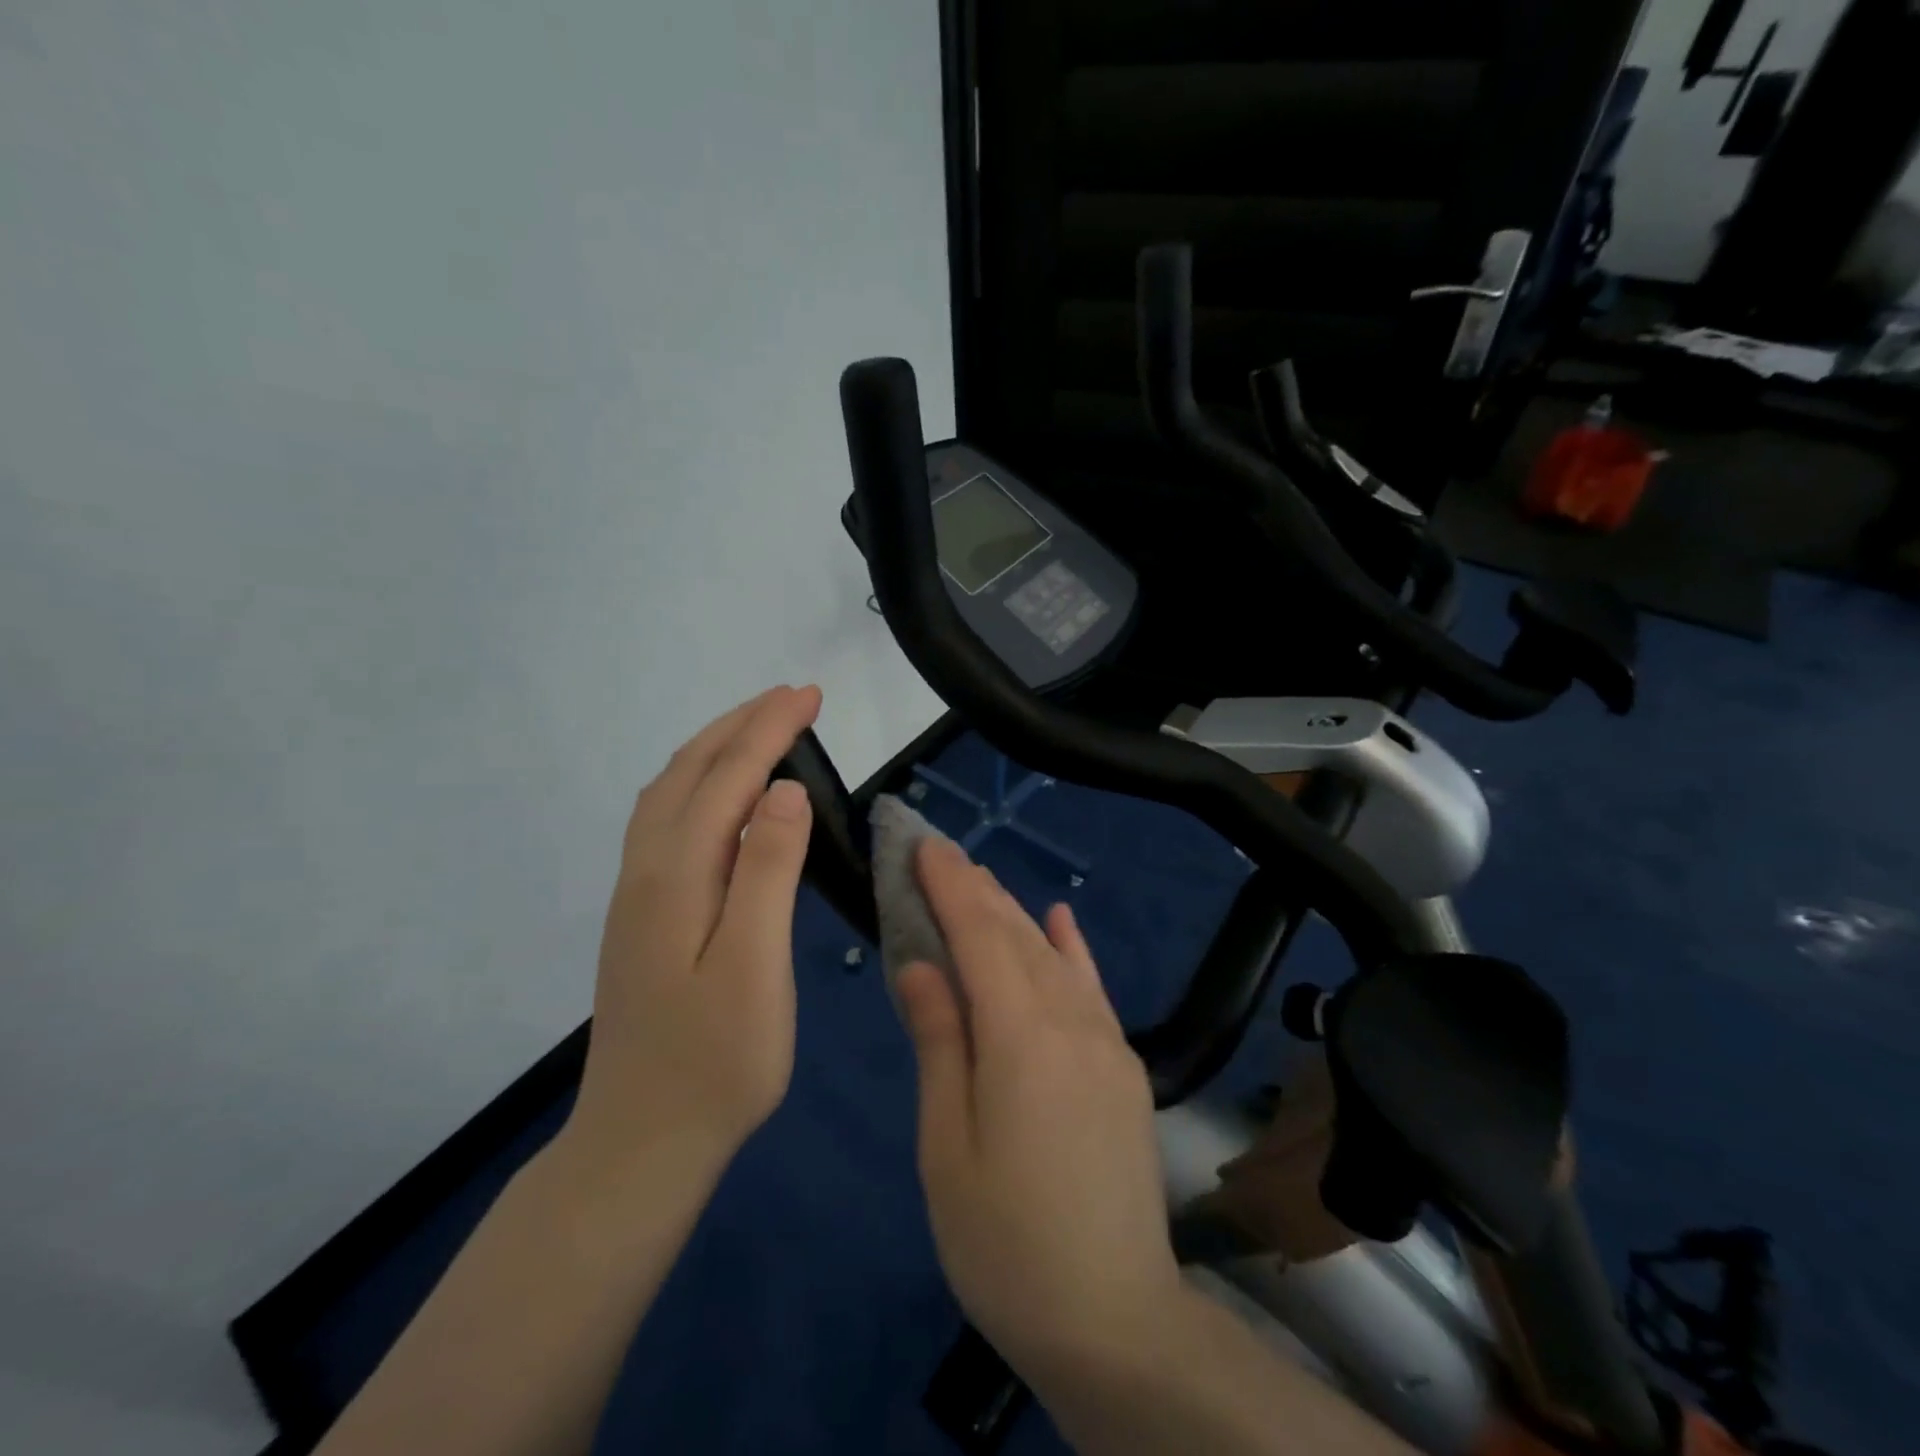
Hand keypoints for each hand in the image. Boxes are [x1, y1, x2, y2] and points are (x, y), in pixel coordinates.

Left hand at [567, 684, 821, 1184]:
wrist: (641, 1141)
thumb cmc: (717, 1062)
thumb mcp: (756, 968)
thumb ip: (768, 873)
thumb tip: (785, 790)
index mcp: (677, 877)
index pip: (729, 779)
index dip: (770, 731)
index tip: (810, 695)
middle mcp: (647, 871)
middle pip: (689, 772)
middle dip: (741, 725)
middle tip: (792, 697)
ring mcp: (637, 893)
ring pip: (669, 793)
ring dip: (714, 748)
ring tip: (759, 727)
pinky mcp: (642, 914)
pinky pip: (665, 820)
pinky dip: (697, 783)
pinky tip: (719, 795)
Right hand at [897, 838, 1185, 1374]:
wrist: (1114, 1319)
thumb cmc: (1006, 1242)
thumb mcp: (948, 1146)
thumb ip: (940, 1043)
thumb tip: (921, 965)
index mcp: (1020, 1038)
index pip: (979, 937)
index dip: (949, 886)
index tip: (924, 845)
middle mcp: (1070, 1022)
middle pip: (1016, 936)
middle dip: (975, 889)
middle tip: (940, 852)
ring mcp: (1105, 1041)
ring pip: (1051, 955)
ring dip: (1012, 911)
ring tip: (978, 878)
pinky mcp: (1123, 1066)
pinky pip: (1093, 987)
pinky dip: (1071, 947)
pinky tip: (1058, 917)